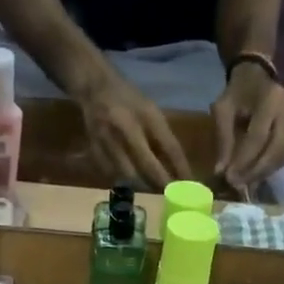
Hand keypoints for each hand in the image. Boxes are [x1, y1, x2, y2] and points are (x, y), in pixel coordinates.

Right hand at [75, 69, 193, 189]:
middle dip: (161, 183)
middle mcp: (127, 128)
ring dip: (142, 185)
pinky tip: (129, 182)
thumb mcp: (150, 110)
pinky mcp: (95, 150)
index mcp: (147, 115)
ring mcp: (109, 140)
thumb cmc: (128, 99)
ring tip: (150, 191)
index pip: (169, 147)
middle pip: (148, 166)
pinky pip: (112, 175)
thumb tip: (177, 168)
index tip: (189, 185)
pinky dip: (123, 181)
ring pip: (129, 175)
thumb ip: (162, 136)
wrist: (94, 88)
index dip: (180, 168)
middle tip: (169, 195)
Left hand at [211, 62, 283, 192]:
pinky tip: (258, 172)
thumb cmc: (240, 90)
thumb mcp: (224, 109)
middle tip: (239, 185)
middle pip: (276, 150)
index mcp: (270, 99)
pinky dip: (272, 166)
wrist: (263, 70)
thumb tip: (221, 172)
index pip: (257, 138)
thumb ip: (223, 139)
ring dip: (264, 172)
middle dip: (256, 172)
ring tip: (247, 182)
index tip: (229, 178)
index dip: (243, 161)